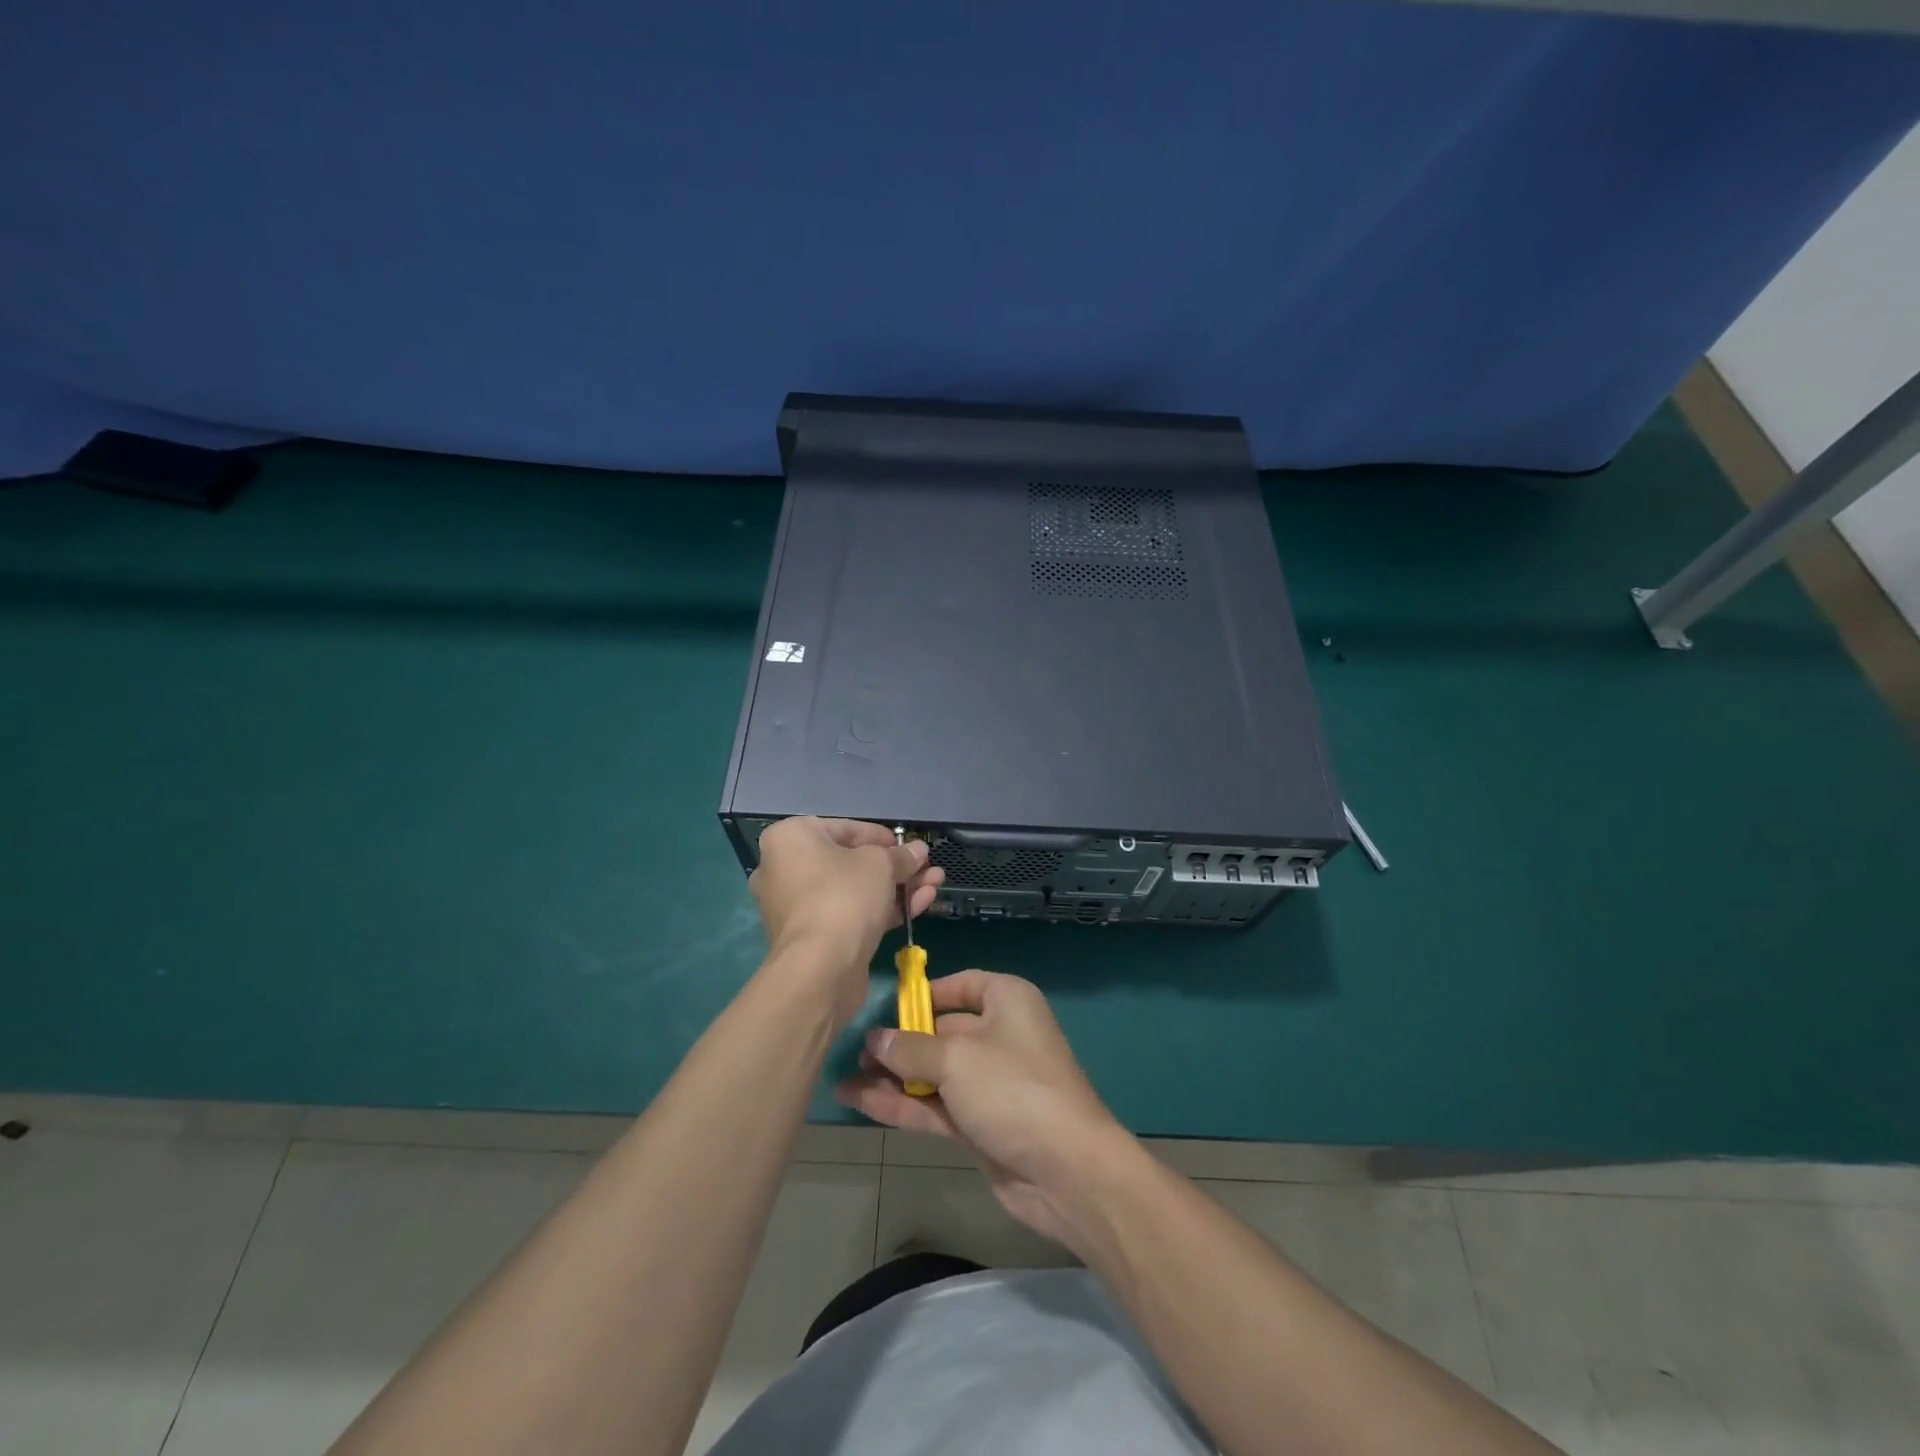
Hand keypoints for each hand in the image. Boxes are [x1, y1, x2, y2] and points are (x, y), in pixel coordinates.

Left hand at [748, 818, 943, 1017]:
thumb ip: (901, 855)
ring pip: (855, 891)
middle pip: (851, 862)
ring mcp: (797, 907)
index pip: (843, 829)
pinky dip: (883, 909)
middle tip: (927, 867)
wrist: (820, 967)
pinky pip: (851, 915)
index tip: (907, 846)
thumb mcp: (881, 864)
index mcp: (790, 839)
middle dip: (895, 866)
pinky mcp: (813, 938)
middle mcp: (785, 869)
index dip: (881, 836)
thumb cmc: (844, 895)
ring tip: (935, 884)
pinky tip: (921, 904)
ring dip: (897, 887)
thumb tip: (918, 851)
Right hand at [835, 970, 1132, 1251]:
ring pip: (932, 1072)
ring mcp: (989, 1082)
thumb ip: (909, 1048)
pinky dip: (901, 1103)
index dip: (921, 995)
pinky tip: (859, 1101)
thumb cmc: (1012, 1089)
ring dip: (892, 1076)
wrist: (1065, 1170)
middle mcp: (999, 1034)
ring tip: (843, 1077)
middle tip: (853, 1051)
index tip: (883, 1009)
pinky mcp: (979, 1122)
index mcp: (1006, 1000)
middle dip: (898, 1041)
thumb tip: (875, 1039)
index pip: (959, 986)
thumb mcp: (955, 1058)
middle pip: (940, 1030)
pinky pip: (934, 1104)